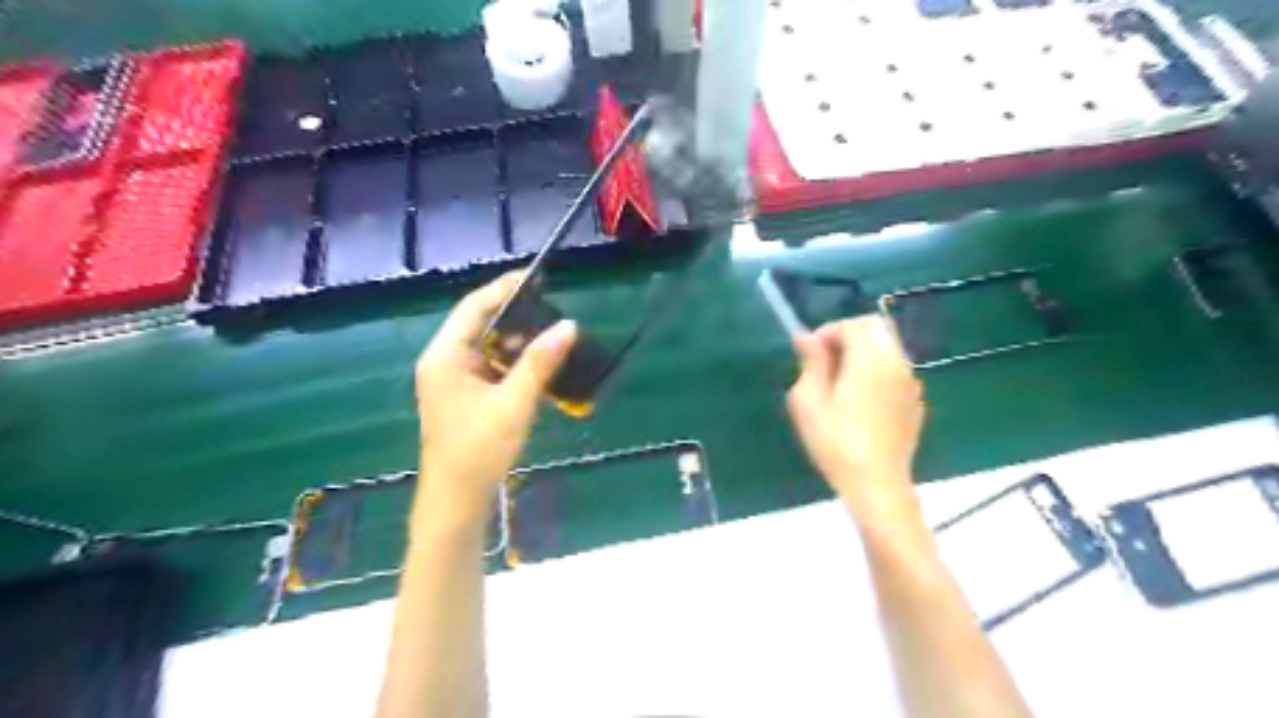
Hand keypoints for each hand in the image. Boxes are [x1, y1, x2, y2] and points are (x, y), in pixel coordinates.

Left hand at [413, 273, 576, 525]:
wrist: (457, 499)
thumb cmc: (479, 450)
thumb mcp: (514, 403)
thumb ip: (541, 363)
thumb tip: (569, 325)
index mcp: (445, 356)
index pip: (474, 307)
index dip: (504, 288)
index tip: (536, 277)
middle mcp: (444, 361)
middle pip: (480, 324)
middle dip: (516, 317)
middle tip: (552, 310)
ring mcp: (452, 379)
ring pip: (488, 346)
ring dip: (517, 342)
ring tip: (552, 336)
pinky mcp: (464, 395)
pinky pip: (490, 367)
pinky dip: (513, 364)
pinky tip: (538, 367)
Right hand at [786, 317, 923, 524]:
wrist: (877, 485)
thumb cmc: (835, 442)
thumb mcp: (808, 401)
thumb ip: (810, 363)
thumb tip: (806, 337)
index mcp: (870, 359)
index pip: (853, 324)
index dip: (828, 332)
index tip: (809, 354)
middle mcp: (897, 363)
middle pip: (876, 329)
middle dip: (848, 336)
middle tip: (825, 362)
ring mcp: (910, 383)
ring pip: (888, 349)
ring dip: (863, 353)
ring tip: (840, 383)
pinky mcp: (915, 403)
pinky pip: (895, 372)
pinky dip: (877, 372)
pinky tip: (860, 402)